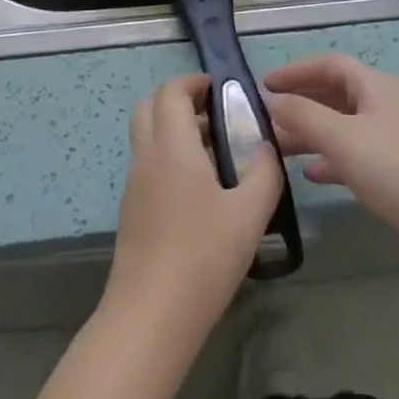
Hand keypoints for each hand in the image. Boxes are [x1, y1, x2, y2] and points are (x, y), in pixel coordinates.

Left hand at [100, 75, 282, 351]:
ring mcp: (134, 185)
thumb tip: (266, 147)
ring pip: (146, 137)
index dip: (193, 82)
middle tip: (215, 114)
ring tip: (216, 153)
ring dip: (173, 130)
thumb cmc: (203, 256)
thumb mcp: (250, 213)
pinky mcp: (132, 212)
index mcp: (171, 146)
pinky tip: (200, 190)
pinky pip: (148, 165)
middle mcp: (146, 157)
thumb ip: (264, 172)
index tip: (221, 89)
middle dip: (179, 100)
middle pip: (149, 107)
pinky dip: (168, 158)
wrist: (151, 316)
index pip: (171, 92)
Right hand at [263, 53, 398, 267]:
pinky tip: (309, 174)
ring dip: (311, 133)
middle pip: (336, 94)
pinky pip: (354, 155)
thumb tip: (271, 99)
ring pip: (342, 127)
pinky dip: (330, 159)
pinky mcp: (395, 173)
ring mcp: (392, 140)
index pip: (330, 65)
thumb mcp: (340, 136)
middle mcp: (385, 106)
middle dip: (301, 104)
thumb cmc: (392, 168)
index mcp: (376, 86)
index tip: (265, 84)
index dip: (296, 71)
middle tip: (267, 117)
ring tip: (278, 148)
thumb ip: (302, 114)